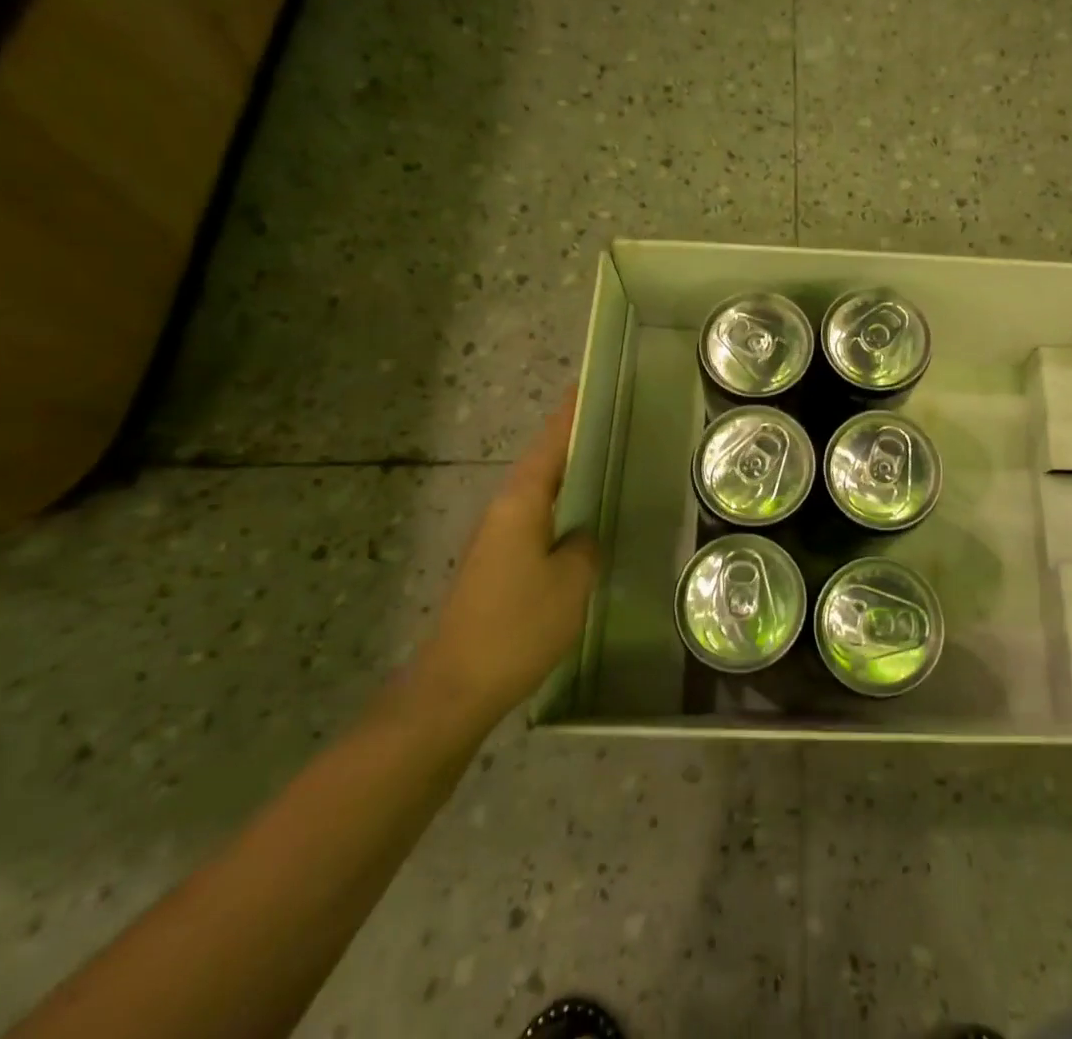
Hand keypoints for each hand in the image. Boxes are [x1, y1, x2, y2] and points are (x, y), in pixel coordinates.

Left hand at [414, 394, 599, 726]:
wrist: (455, 688)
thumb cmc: (518, 626)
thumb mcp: (571, 582)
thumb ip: (586, 545)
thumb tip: (583, 534)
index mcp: (521, 502)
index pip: (551, 443)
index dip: (572, 413)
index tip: (592, 384)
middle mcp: (504, 510)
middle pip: (544, 462)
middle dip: (575, 439)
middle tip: (616, 422)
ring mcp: (497, 538)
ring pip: (540, 492)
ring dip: (570, 475)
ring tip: (609, 463)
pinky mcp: (497, 565)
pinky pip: (537, 520)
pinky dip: (562, 508)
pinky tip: (585, 521)